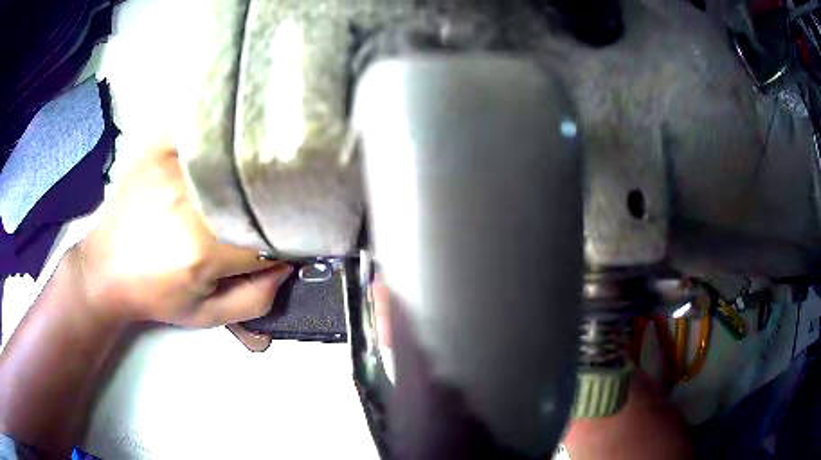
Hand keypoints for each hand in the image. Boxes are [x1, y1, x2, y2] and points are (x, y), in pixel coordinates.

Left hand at [75, 144, 290, 326]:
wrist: (105, 268)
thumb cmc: (155, 295)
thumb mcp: (207, 315)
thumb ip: (257, 298)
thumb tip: (288, 263)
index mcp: (202, 248)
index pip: (270, 235)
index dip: (285, 239)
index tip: (285, 242)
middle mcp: (189, 198)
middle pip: (254, 191)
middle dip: (268, 205)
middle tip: (266, 214)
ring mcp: (174, 163)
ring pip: (234, 158)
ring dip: (247, 174)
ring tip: (243, 187)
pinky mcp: (161, 146)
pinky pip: (205, 132)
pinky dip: (221, 141)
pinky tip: (223, 151)